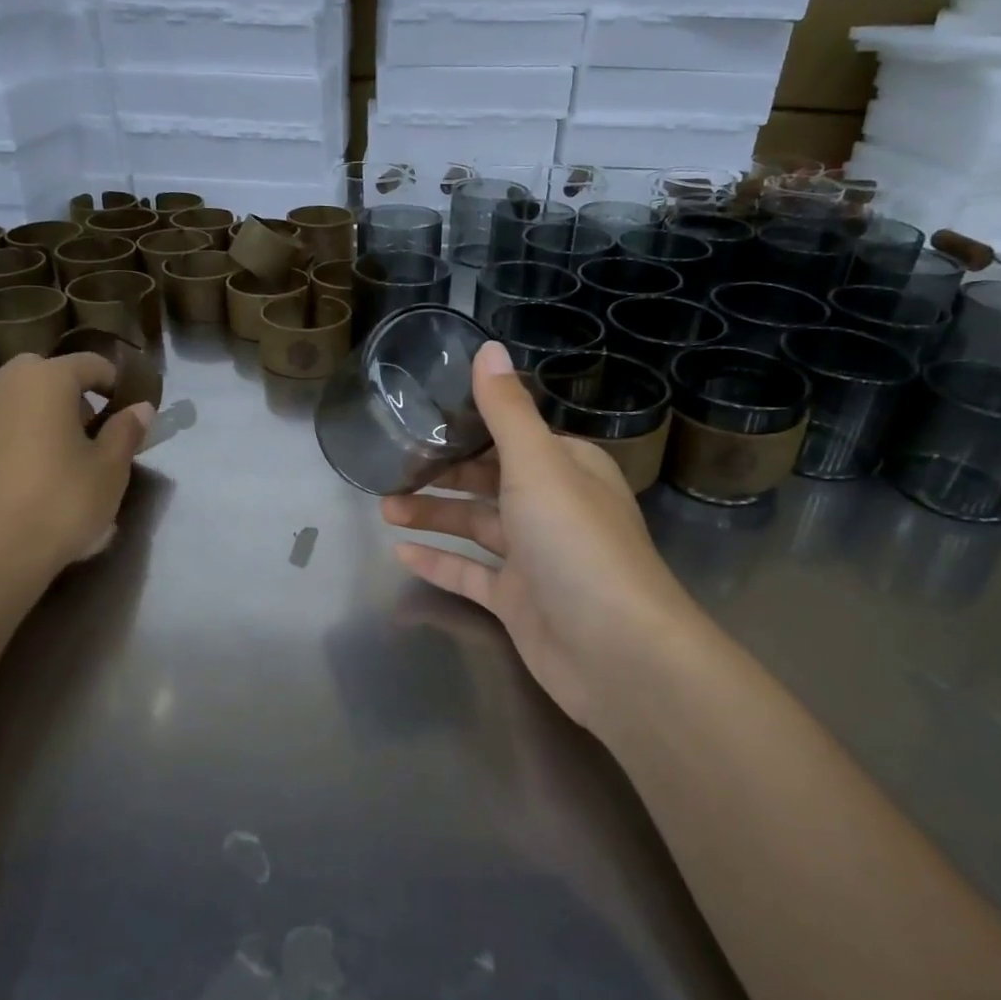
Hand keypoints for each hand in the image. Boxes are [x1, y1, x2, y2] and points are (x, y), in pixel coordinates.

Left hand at [0, 352, 152, 573]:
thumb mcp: (111, 468)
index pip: (89, 363)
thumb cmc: (62, 501)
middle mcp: (2, 387)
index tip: (126, 409)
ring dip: (35, 414)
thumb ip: (126, 431)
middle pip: (42, 373)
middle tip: (88, 428)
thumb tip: (140, 408)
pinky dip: (10, 441)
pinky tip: (23, 479)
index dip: (113, 381)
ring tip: (55, 454)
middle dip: (68, 392)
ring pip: (11, 400)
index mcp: (45, 381)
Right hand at [381, 341, 697, 736]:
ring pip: (477, 526)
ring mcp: (537, 558)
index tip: (421, 417)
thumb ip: (507, 410)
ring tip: (384, 506)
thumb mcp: (538, 464)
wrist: (616, 652)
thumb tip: (488, 347)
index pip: (513, 436)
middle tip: (391, 466)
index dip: (469, 426)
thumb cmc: (576, 542)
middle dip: (443, 473)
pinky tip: (401, 552)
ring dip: (434, 515)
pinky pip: (473, 575)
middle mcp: (554, 508)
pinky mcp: (520, 602)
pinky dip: (441, 562)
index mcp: (568, 468)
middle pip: (490, 481)